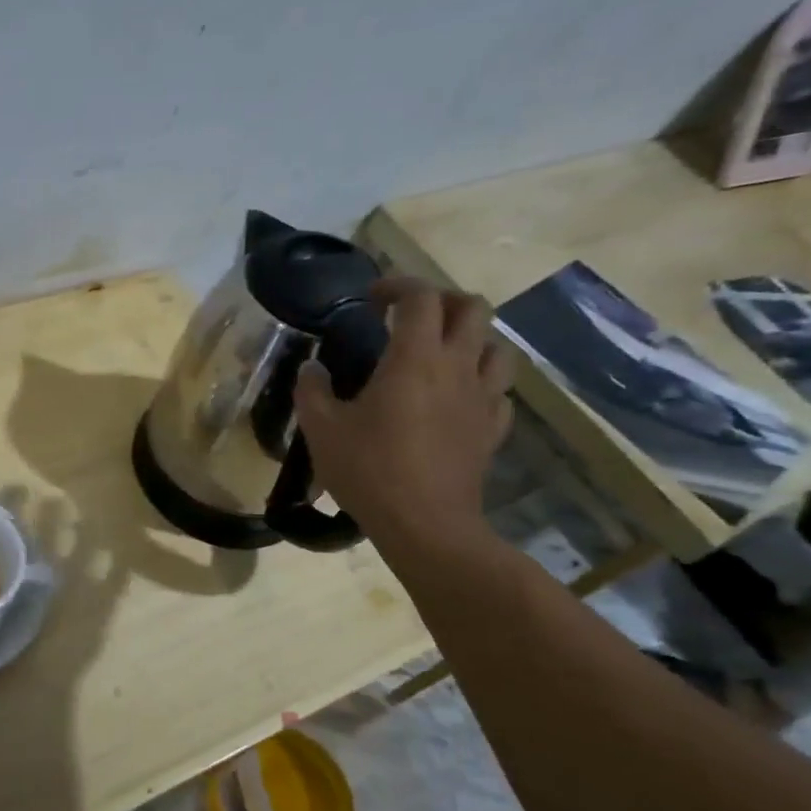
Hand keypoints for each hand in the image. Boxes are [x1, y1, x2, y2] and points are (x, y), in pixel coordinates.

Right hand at [293, 278, 512, 550]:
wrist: (425, 525)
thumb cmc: (369, 471)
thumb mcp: (321, 430)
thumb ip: (311, 391)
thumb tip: (311, 369)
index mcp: (414, 359)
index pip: (420, 297)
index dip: (398, 285)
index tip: (372, 297)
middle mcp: (457, 368)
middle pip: (472, 308)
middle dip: (442, 301)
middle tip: (410, 317)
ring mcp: (482, 399)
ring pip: (497, 346)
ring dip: (471, 338)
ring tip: (441, 352)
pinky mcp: (492, 430)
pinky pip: (499, 392)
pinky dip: (481, 382)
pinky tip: (458, 397)